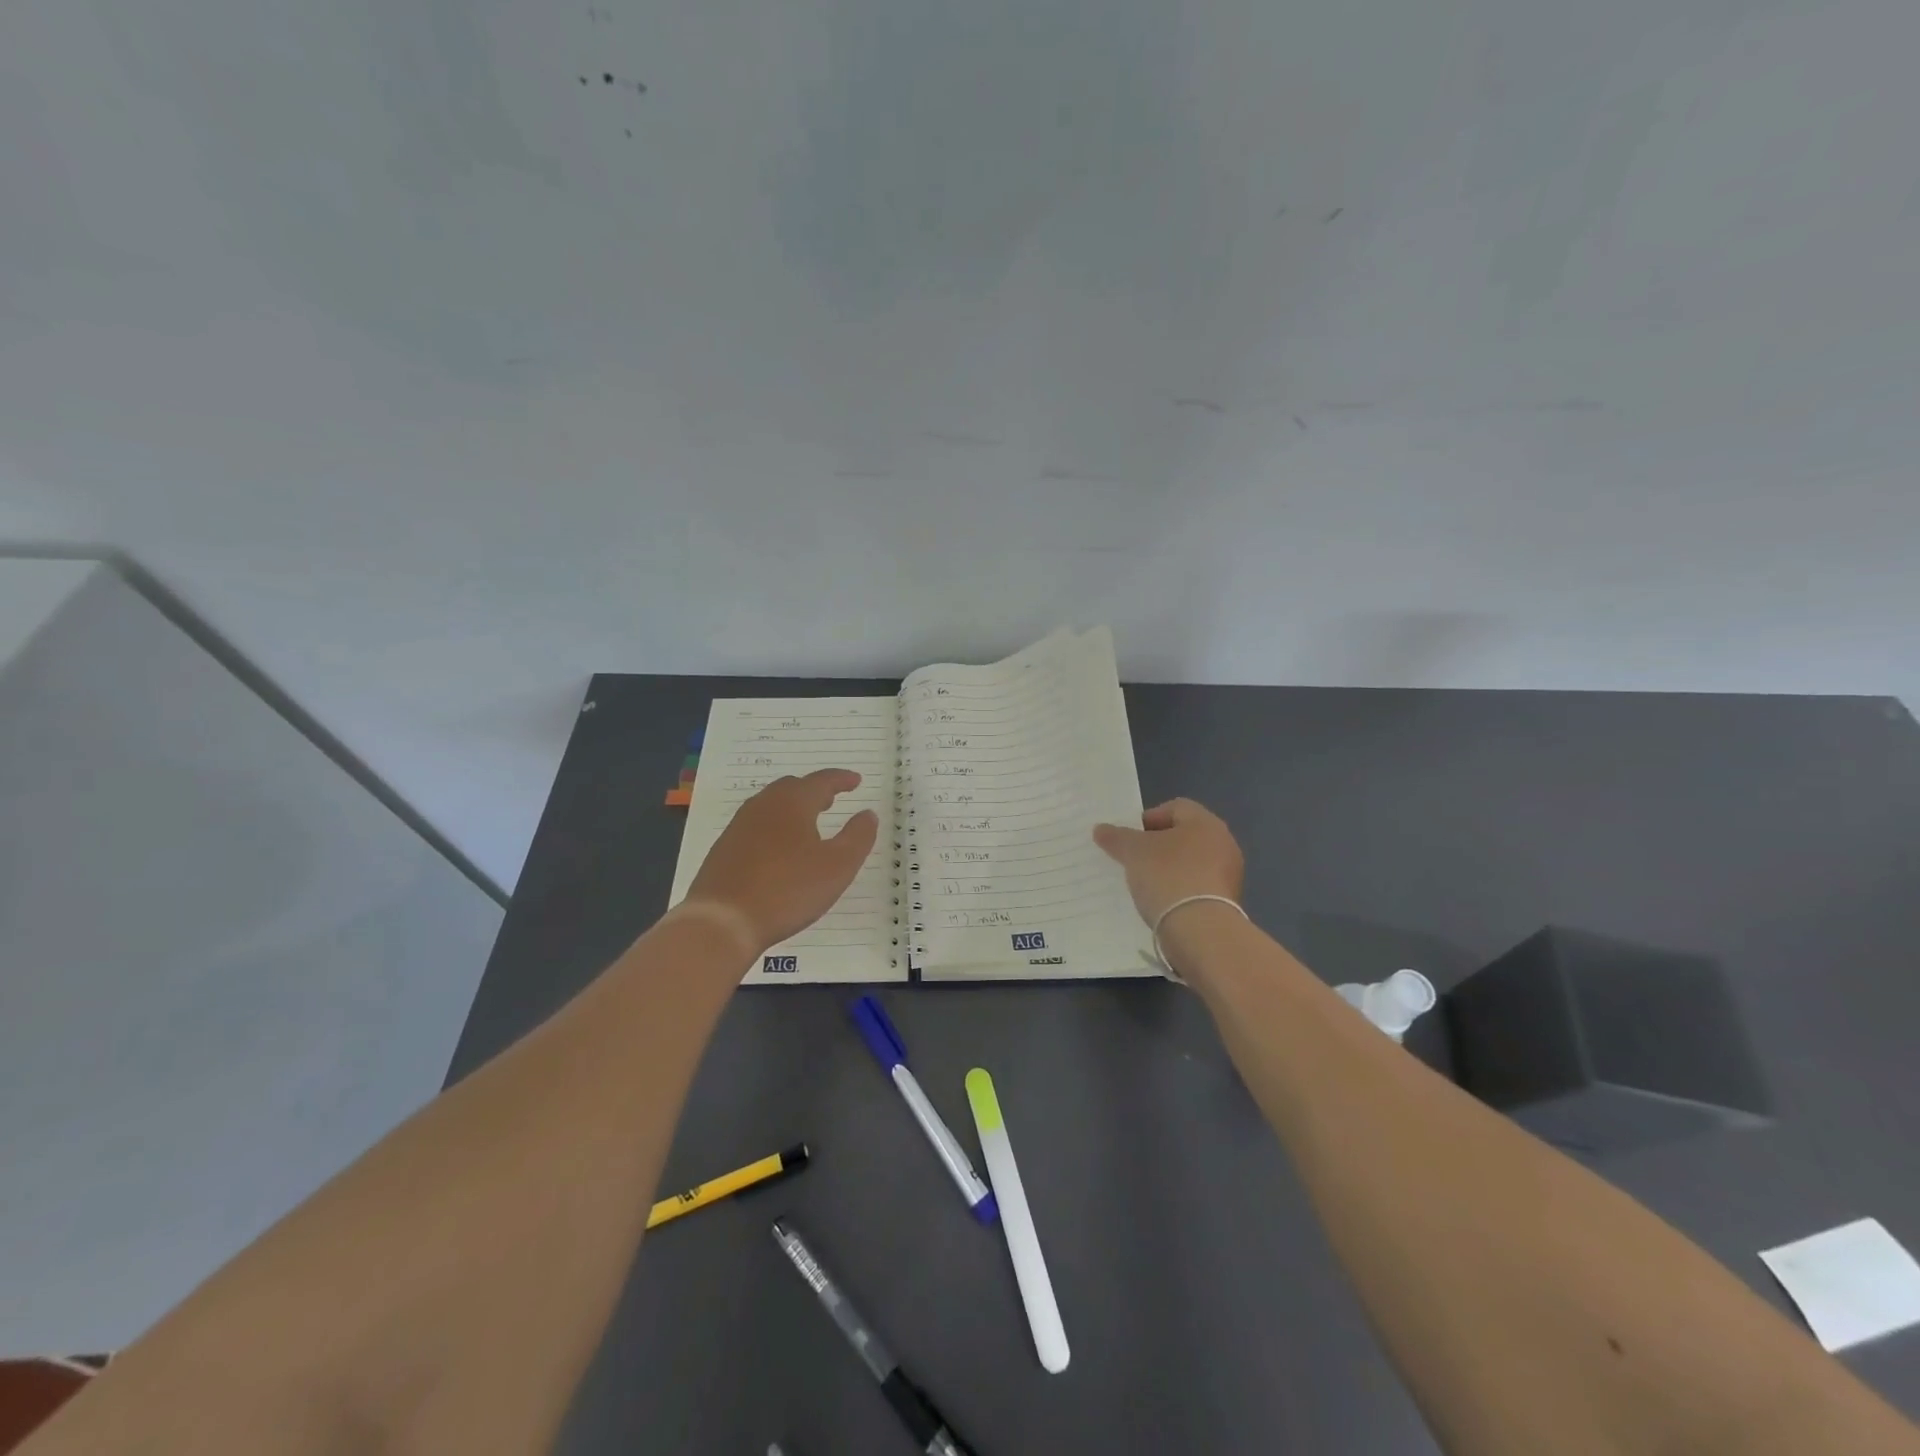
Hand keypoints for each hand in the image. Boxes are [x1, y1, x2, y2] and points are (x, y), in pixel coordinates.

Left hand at [684, 769, 878, 954]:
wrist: (722, 922)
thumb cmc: (788, 890)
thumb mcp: (838, 866)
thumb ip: (858, 837)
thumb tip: (868, 814)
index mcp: (793, 803)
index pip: (822, 781)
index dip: (842, 779)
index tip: (856, 781)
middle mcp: (763, 805)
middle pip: (792, 788)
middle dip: (815, 791)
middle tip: (832, 799)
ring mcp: (739, 826)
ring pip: (771, 806)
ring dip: (793, 808)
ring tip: (808, 823)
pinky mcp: (724, 849)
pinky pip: (756, 826)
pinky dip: (775, 827)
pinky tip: (780, 849)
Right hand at [1092, 798, 1244, 927]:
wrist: (1200, 931)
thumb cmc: (1168, 876)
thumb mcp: (1133, 852)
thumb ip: (1116, 837)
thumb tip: (1101, 829)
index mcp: (1206, 822)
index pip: (1174, 808)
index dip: (1148, 819)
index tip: (1129, 839)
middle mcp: (1223, 843)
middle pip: (1183, 836)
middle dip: (1156, 846)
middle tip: (1133, 860)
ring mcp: (1228, 875)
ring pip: (1190, 863)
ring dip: (1168, 870)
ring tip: (1144, 884)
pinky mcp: (1227, 902)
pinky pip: (1196, 887)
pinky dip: (1178, 890)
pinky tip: (1161, 903)